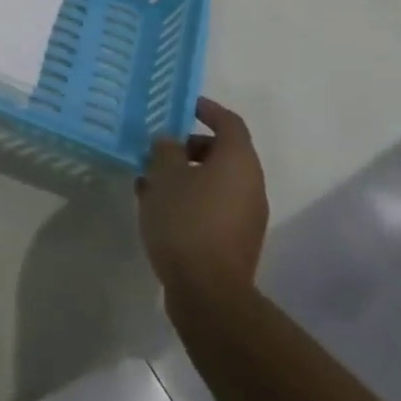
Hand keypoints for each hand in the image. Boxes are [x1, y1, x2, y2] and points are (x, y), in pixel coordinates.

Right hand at [137, 98, 268, 298]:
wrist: (208, 294)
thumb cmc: (186, 221)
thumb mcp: (165, 175)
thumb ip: (165, 150)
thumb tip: (169, 142)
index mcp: (239, 161)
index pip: (229, 122)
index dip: (208, 109)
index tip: (185, 105)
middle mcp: (250, 185)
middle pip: (223, 153)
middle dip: (190, 146)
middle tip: (159, 148)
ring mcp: (246, 216)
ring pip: (215, 182)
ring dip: (186, 175)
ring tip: (150, 179)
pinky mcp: (235, 242)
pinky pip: (213, 206)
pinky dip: (190, 198)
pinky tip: (157, 208)